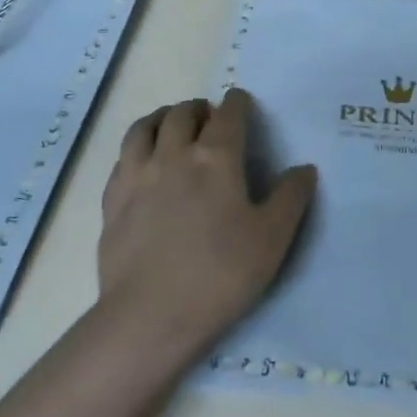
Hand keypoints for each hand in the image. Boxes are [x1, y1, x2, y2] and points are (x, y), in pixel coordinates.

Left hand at [98, 89, 317, 357]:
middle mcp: (173, 154)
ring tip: (172, 124)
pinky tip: (142, 161)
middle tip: (209, 116)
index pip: (229, 114)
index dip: (238, 103)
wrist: (150, 315)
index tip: (242, 101)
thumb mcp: (272, 239)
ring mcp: (137, 175)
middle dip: (199, 108)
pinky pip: (123, 157)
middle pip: (183, 114)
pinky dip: (137, 146)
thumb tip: (304, 169)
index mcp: (216, 158)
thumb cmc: (220, 274)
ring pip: (145, 127)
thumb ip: (290, 198)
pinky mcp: (112, 199)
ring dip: (163, 117)